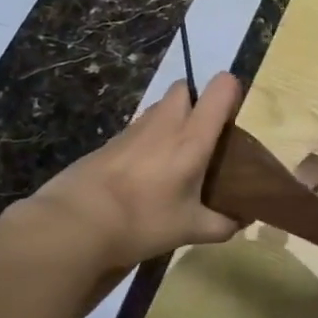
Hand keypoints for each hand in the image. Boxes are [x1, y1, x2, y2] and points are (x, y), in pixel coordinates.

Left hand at [18, 72, 244, 277]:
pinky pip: (139, 129)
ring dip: (171, 121)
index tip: (232, 119)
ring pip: (160, 107)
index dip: (231, 93)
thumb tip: (241, 220)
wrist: (77, 221)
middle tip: (201, 138)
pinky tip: (144, 174)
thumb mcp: (189, 229)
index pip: (221, 88)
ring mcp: (134, 128)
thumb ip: (222, 224)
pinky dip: (147, 141)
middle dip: (196, 103)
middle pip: (185, 88)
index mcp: (192, 136)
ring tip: (173, 159)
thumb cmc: (143, 220)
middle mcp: (166, 122)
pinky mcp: (111, 140)